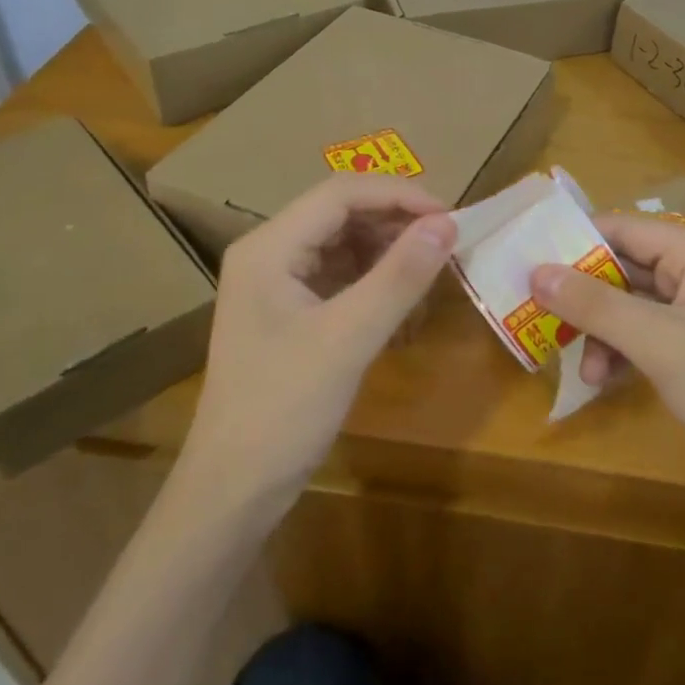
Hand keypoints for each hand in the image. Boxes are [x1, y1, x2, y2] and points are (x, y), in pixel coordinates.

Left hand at [180, 174, 455, 510]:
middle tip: (449, 245)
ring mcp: (279, 284)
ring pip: (345, 245)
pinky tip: (406, 308)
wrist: (233, 491)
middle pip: (342, 214)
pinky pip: (342, 278)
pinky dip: (377, 285)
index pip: (341, 193)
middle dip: (397, 224)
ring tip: (433, 277)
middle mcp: (270, 253)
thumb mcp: (347, 339)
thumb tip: (447, 224)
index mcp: (268, 247)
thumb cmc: (282, 410)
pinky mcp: (291, 313)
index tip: (451, 217)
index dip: (399, 194)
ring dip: (390, 255)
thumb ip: (399, 277)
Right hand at [530, 212, 684, 493]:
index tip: (528, 259)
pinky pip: (643, 338)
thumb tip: (537, 272)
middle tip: (538, 314)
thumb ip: (595, 305)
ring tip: (583, 371)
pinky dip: (619, 354)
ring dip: (600, 332)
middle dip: (584, 295)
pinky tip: (604, 383)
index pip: (625, 228)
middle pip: (625, 268)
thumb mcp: (658, 341)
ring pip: (629, 307)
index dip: (577, 241)